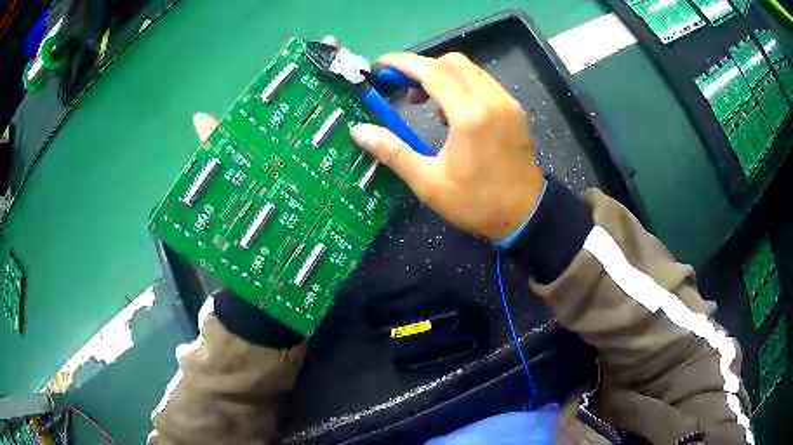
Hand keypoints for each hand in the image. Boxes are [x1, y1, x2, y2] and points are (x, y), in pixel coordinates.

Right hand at [350, 52, 543, 240]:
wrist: (525, 215)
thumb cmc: (476, 203)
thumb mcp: (429, 183)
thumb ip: (393, 152)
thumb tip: (359, 131)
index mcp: (470, 116)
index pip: (433, 71)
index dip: (403, 63)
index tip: (382, 65)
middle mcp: (492, 100)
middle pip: (452, 62)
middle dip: (422, 68)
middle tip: (404, 90)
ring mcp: (507, 103)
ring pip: (470, 69)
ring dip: (442, 75)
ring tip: (427, 104)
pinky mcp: (514, 110)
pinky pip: (483, 82)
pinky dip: (462, 85)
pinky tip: (453, 110)